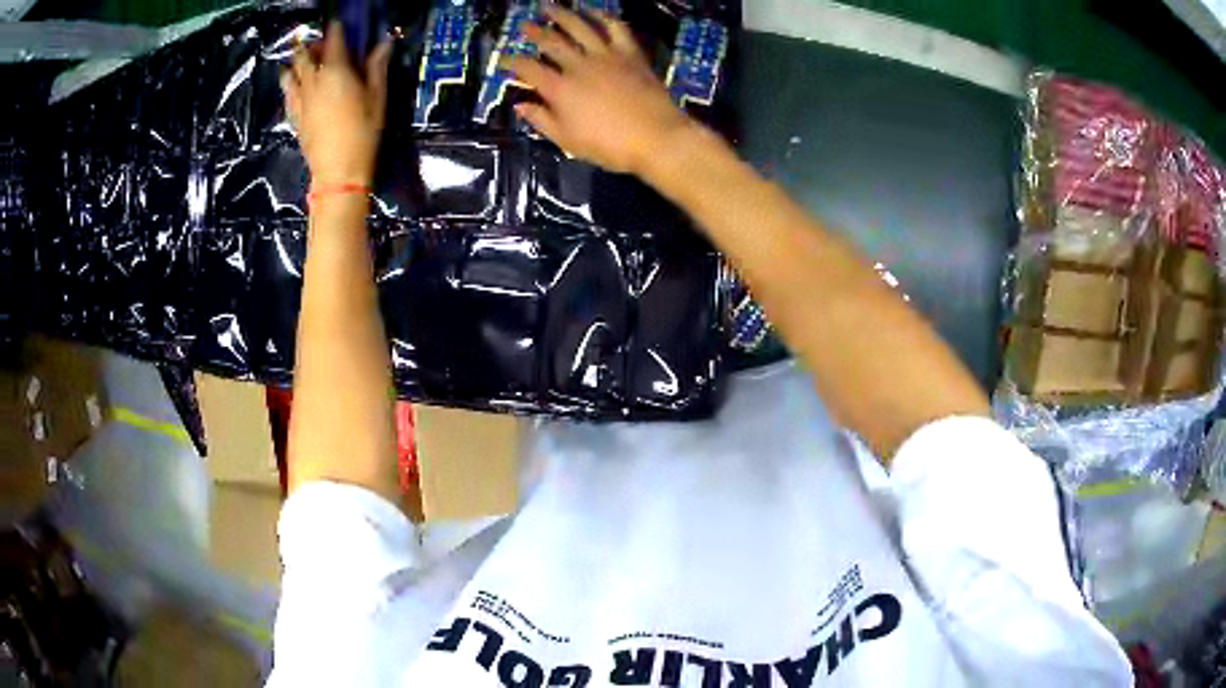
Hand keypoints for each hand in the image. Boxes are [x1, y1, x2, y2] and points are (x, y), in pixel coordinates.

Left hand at [282, 22, 392, 187]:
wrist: (338, 171)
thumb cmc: (363, 132)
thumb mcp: (377, 97)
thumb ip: (377, 67)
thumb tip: (384, 43)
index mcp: (336, 71)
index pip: (334, 39)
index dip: (336, 27)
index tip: (338, 21)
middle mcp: (313, 80)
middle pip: (305, 54)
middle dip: (312, 44)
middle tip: (320, 42)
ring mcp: (300, 99)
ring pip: (290, 72)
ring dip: (296, 63)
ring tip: (303, 62)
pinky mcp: (294, 116)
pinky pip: (287, 94)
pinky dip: (290, 84)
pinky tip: (295, 85)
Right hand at [509, 6, 694, 177]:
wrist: (657, 137)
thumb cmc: (610, 146)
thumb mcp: (568, 141)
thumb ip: (542, 120)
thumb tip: (520, 105)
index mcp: (559, 89)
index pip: (527, 68)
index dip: (511, 62)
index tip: (502, 58)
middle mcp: (578, 65)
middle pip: (551, 42)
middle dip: (534, 32)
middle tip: (524, 25)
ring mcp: (605, 55)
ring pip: (579, 27)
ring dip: (562, 14)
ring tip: (549, 6)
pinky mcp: (630, 53)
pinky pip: (615, 28)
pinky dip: (603, 16)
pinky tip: (594, 11)